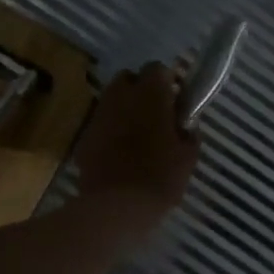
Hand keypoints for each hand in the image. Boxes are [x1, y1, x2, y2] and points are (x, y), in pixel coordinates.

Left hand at [74, 63, 198, 235]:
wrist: (117, 205)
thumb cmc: (160, 177)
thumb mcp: (188, 156)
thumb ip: (189, 132)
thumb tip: (186, 124)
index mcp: (151, 94)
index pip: (158, 69)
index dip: (168, 82)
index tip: (176, 102)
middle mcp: (121, 96)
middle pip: (129, 79)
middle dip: (141, 91)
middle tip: (155, 115)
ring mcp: (99, 115)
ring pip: (112, 100)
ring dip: (124, 110)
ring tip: (137, 135)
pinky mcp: (84, 136)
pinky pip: (100, 124)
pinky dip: (110, 131)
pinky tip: (119, 153)